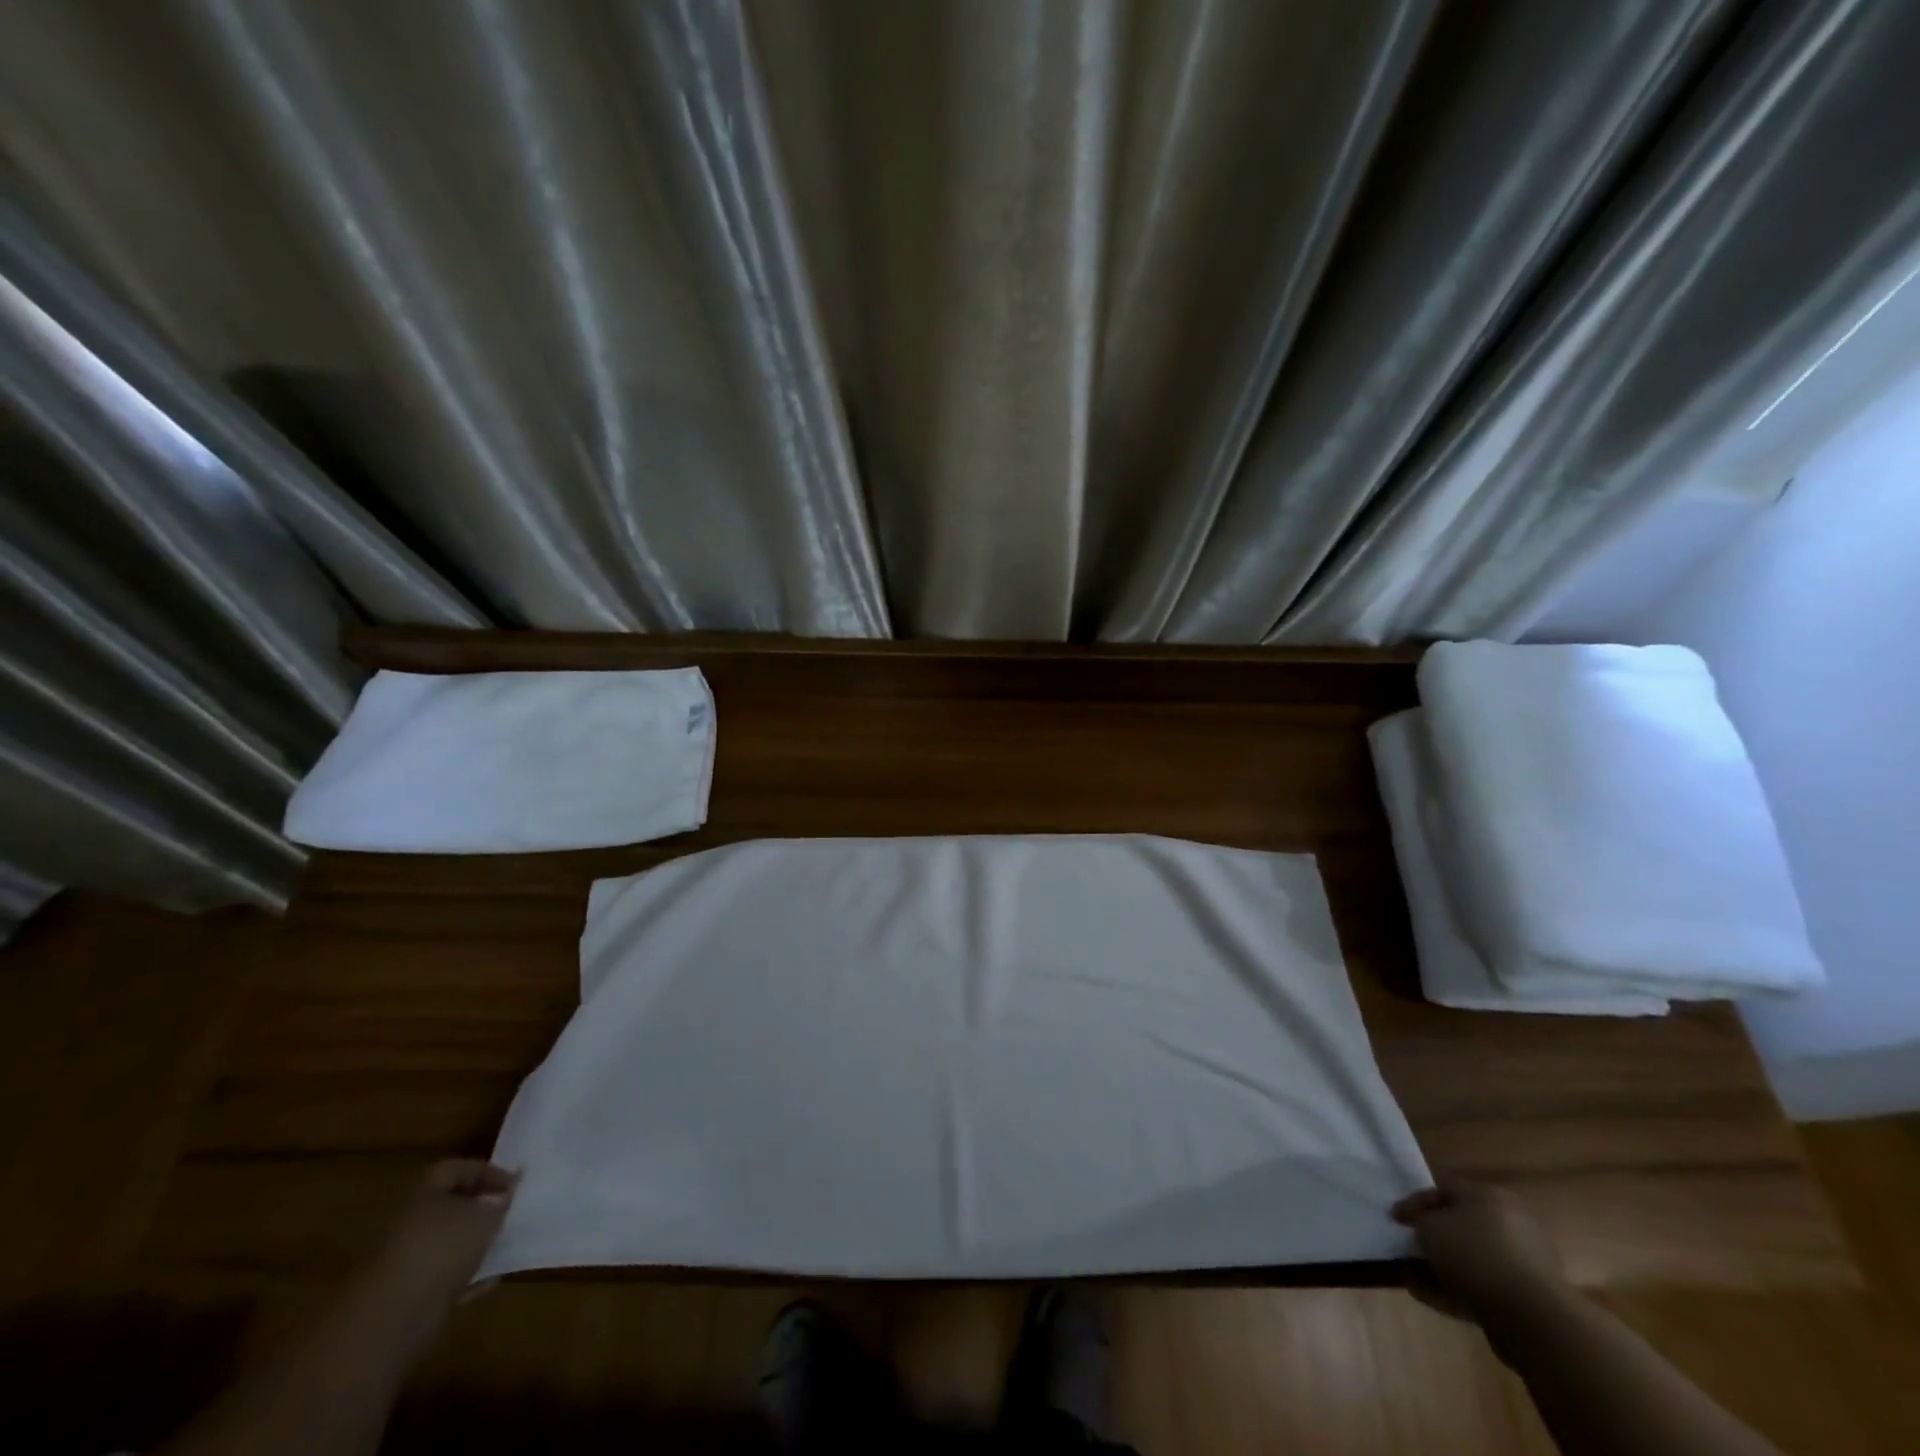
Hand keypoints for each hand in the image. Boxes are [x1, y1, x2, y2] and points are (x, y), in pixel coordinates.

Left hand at [371, 1159, 518, 1303]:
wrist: (390, 1321)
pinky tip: (489, 1281)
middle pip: (450, 1206)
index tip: (513, 1185)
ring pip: (448, 1244)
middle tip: (509, 1213)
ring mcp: (406, 1262)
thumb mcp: (484, 1215)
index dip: (487, 1171)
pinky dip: (467, 1278)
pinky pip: (444, 1278)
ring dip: (474, 1244)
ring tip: (503, 1245)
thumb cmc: (440, 1250)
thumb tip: (505, 1194)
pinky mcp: (407, 1297)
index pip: (456, 1169)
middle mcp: (410, 1223)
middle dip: (480, 1209)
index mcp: (424, 1194)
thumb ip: (499, 1201)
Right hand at [1392, 1180, 1565, 1319]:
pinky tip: (1429, 1296)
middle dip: (1431, 1238)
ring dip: (1440, 1267)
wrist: (1532, 1318)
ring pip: (1470, 1259)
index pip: (1444, 1189)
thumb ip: (1420, 1223)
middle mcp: (1512, 1224)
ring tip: (1411, 1276)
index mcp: (1491, 1196)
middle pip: (1460, 1225)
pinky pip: (1483, 1287)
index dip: (1415, 1202)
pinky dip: (1456, 1289)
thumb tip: (1422, 1231)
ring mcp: (1524, 1264)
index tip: (1394, 1219)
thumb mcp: (1430, 1227)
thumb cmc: (1475, 1255)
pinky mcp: (1527, 1299)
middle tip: (1407, 1247)